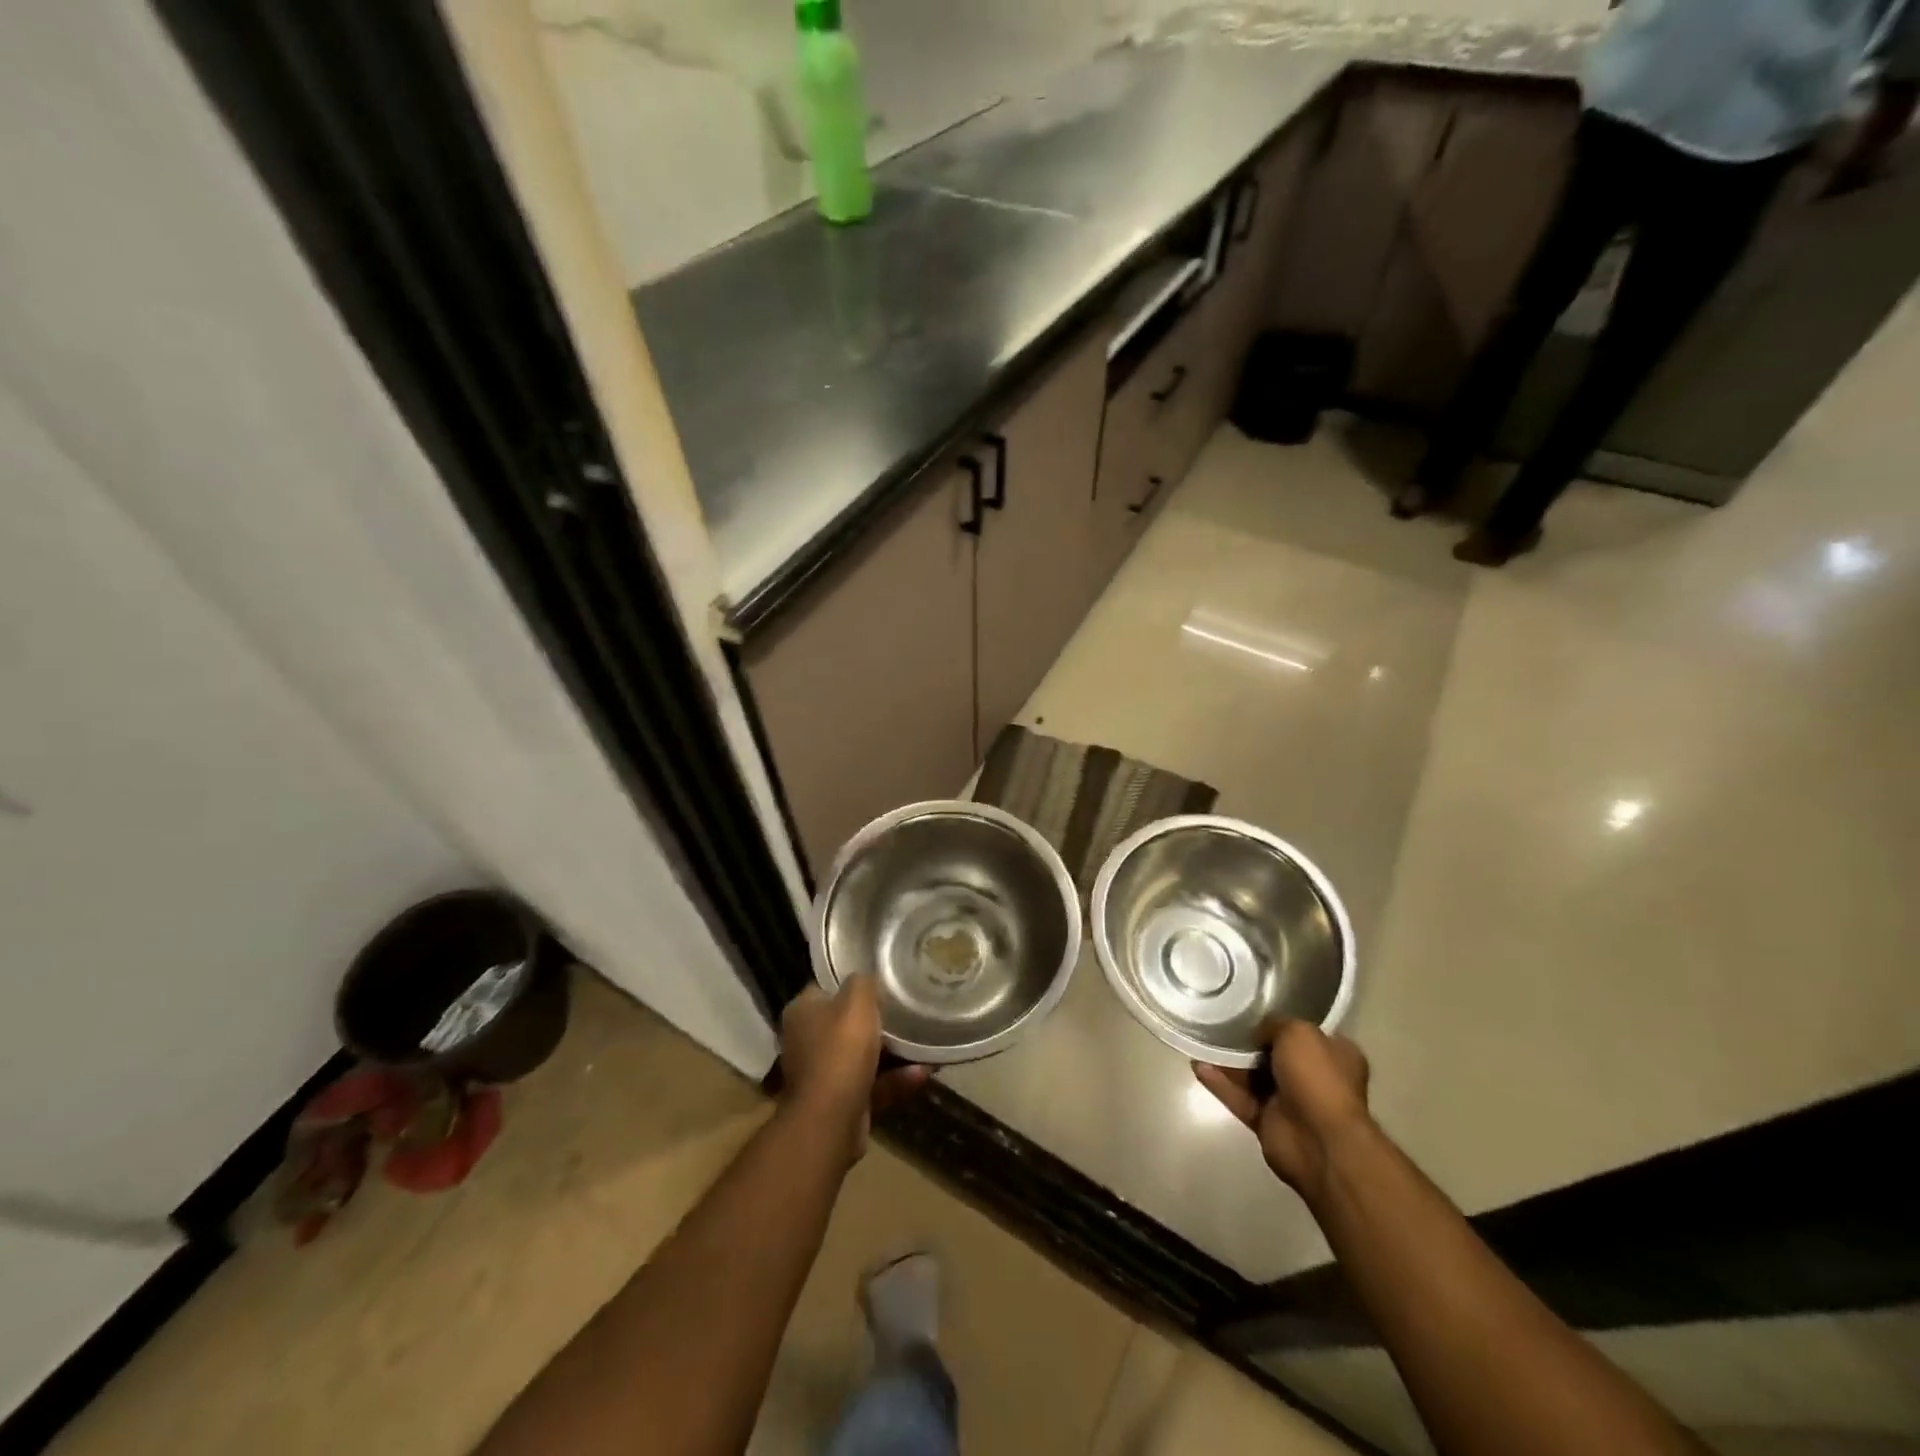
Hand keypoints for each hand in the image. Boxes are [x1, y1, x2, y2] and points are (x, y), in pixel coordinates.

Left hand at [779, 978, 927, 1160]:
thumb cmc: (841, 1050)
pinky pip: (873, 1084)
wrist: (830, 1120)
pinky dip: (896, 1079)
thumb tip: (866, 979)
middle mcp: (806, 1041)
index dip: (852, 985)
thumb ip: (863, 983)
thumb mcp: (857, 1001)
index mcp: (802, 1012)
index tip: (880, 984)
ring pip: (862, 1056)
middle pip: (845, 1023)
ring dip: (892, 1052)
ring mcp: (822, 1074)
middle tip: (905, 1012)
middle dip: (876, 1021)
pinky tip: (924, 1072)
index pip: (826, 989)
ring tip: (923, 1043)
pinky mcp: (840, 1102)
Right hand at [1194, 1018, 1371, 1204]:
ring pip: (1253, 1076)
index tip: (1252, 1008)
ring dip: (1229, 1061)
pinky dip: (1220, 1084)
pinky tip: (1198, 1066)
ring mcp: (1290, 1102)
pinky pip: (1239, 1097)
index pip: (1305, 1032)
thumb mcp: (1299, 1033)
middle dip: (1249, 1041)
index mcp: (1334, 1055)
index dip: (1280, 1020)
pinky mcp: (1267, 1121)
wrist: (1320, 1142)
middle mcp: (1313, 1078)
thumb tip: (1258, 1029)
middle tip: (1220, 1021)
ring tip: (1201, 1039)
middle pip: (1274, 1053)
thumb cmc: (1318, 1079)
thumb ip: (1275, 1024)